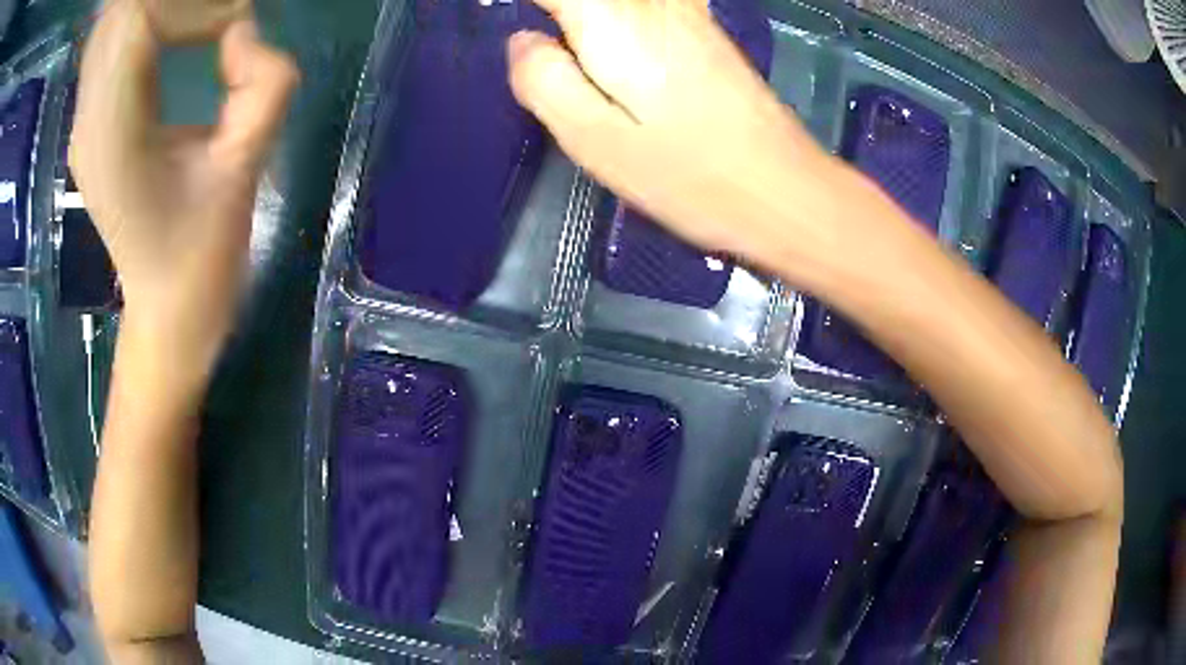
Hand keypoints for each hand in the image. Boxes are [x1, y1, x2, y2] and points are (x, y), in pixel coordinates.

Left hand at [70, 0, 297, 384]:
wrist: (166, 309)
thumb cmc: (202, 256)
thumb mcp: (245, 170)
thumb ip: (264, 86)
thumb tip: (243, 33)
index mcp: (113, 134)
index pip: (140, 18)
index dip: (194, 9)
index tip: (233, 30)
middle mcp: (87, 120)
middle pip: (121, 13)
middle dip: (175, 4)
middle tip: (217, 21)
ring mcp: (83, 122)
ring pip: (112, 24)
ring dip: (158, 11)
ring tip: (198, 23)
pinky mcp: (89, 124)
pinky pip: (109, 45)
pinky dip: (144, 24)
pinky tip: (171, 36)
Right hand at [506, 0, 838, 262]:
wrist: (783, 188)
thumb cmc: (689, 176)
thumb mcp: (594, 141)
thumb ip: (543, 79)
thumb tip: (524, 41)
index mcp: (612, 19)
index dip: (525, 3)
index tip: (497, 16)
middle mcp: (650, 0)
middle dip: (554, 10)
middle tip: (548, 58)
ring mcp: (683, 8)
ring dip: (578, 13)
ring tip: (571, 56)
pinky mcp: (701, 24)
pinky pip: (643, 2)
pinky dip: (607, 13)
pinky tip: (598, 34)